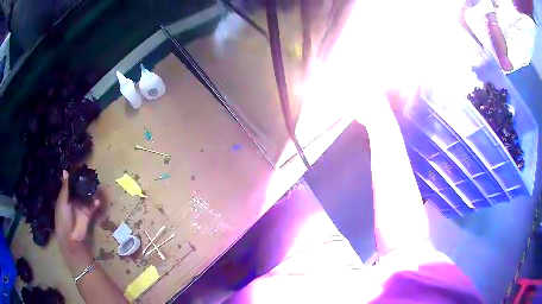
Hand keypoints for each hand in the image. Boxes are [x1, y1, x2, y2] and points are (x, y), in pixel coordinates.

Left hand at [55, 170, 100, 248]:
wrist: (69, 237)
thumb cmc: (62, 217)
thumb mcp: (62, 201)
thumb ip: (65, 187)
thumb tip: (65, 170)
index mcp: (66, 196)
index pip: (71, 184)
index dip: (75, 177)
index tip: (80, 167)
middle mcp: (74, 200)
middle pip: (80, 189)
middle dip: (85, 183)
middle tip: (91, 174)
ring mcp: (81, 208)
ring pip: (87, 197)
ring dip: (91, 192)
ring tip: (97, 185)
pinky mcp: (88, 215)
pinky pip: (92, 207)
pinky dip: (95, 204)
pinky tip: (97, 200)